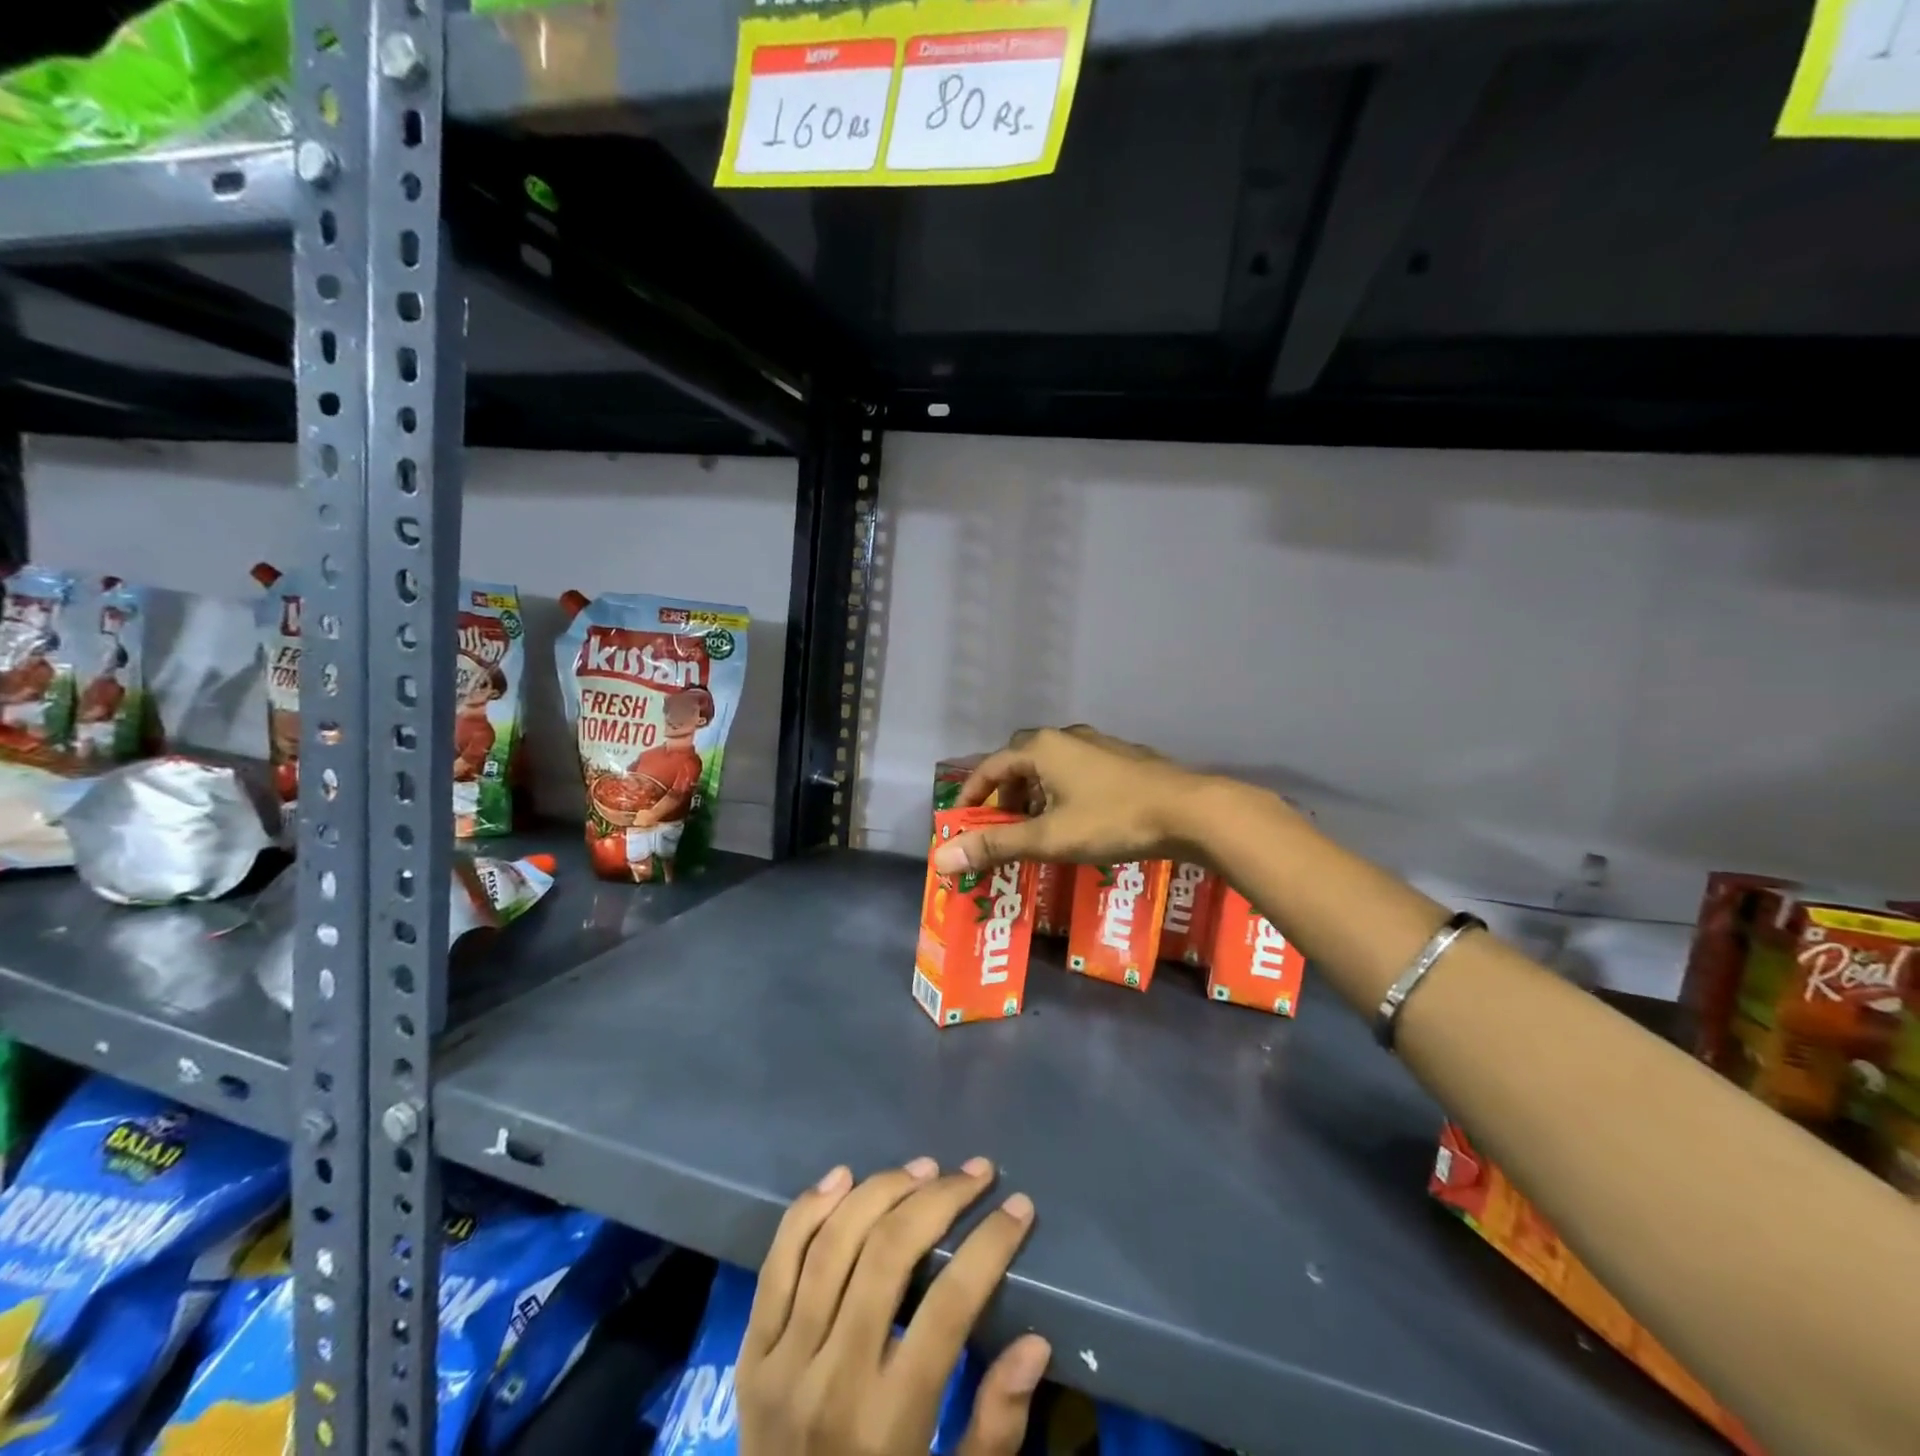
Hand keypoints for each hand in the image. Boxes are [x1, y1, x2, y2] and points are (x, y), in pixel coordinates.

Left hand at [738, 1159, 1049, 1455]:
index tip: (1018, 1208)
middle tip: (976, 1174)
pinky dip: (809, 1210)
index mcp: (887, 1422)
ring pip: (834, 1243)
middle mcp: (832, 1379)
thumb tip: (1035, 1343)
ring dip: (882, 1190)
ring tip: (924, 1169)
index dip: (989, 1246)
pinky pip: (777, 1261)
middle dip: (940, 1200)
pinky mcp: (750, 1350)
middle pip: (887, 1254)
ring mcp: (782, 1359)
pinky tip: (843, 1176)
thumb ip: (994, 1428)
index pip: (948, 1307)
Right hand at [933, 725, 1205, 874]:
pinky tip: (1078, 819)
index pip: (991, 766)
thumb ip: (995, 845)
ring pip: (1051, 766)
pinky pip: (1077, 770)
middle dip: (1005, 793)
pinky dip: (1063, 792)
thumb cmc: (1112, 820)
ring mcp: (1098, 744)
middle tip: (1003, 825)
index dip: (972, 793)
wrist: (1190, 811)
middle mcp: (1066, 737)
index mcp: (1042, 748)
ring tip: (1038, 827)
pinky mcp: (1123, 758)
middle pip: (1020, 761)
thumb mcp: (1049, 837)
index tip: (962, 819)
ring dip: (1035, 794)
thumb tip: (941, 858)